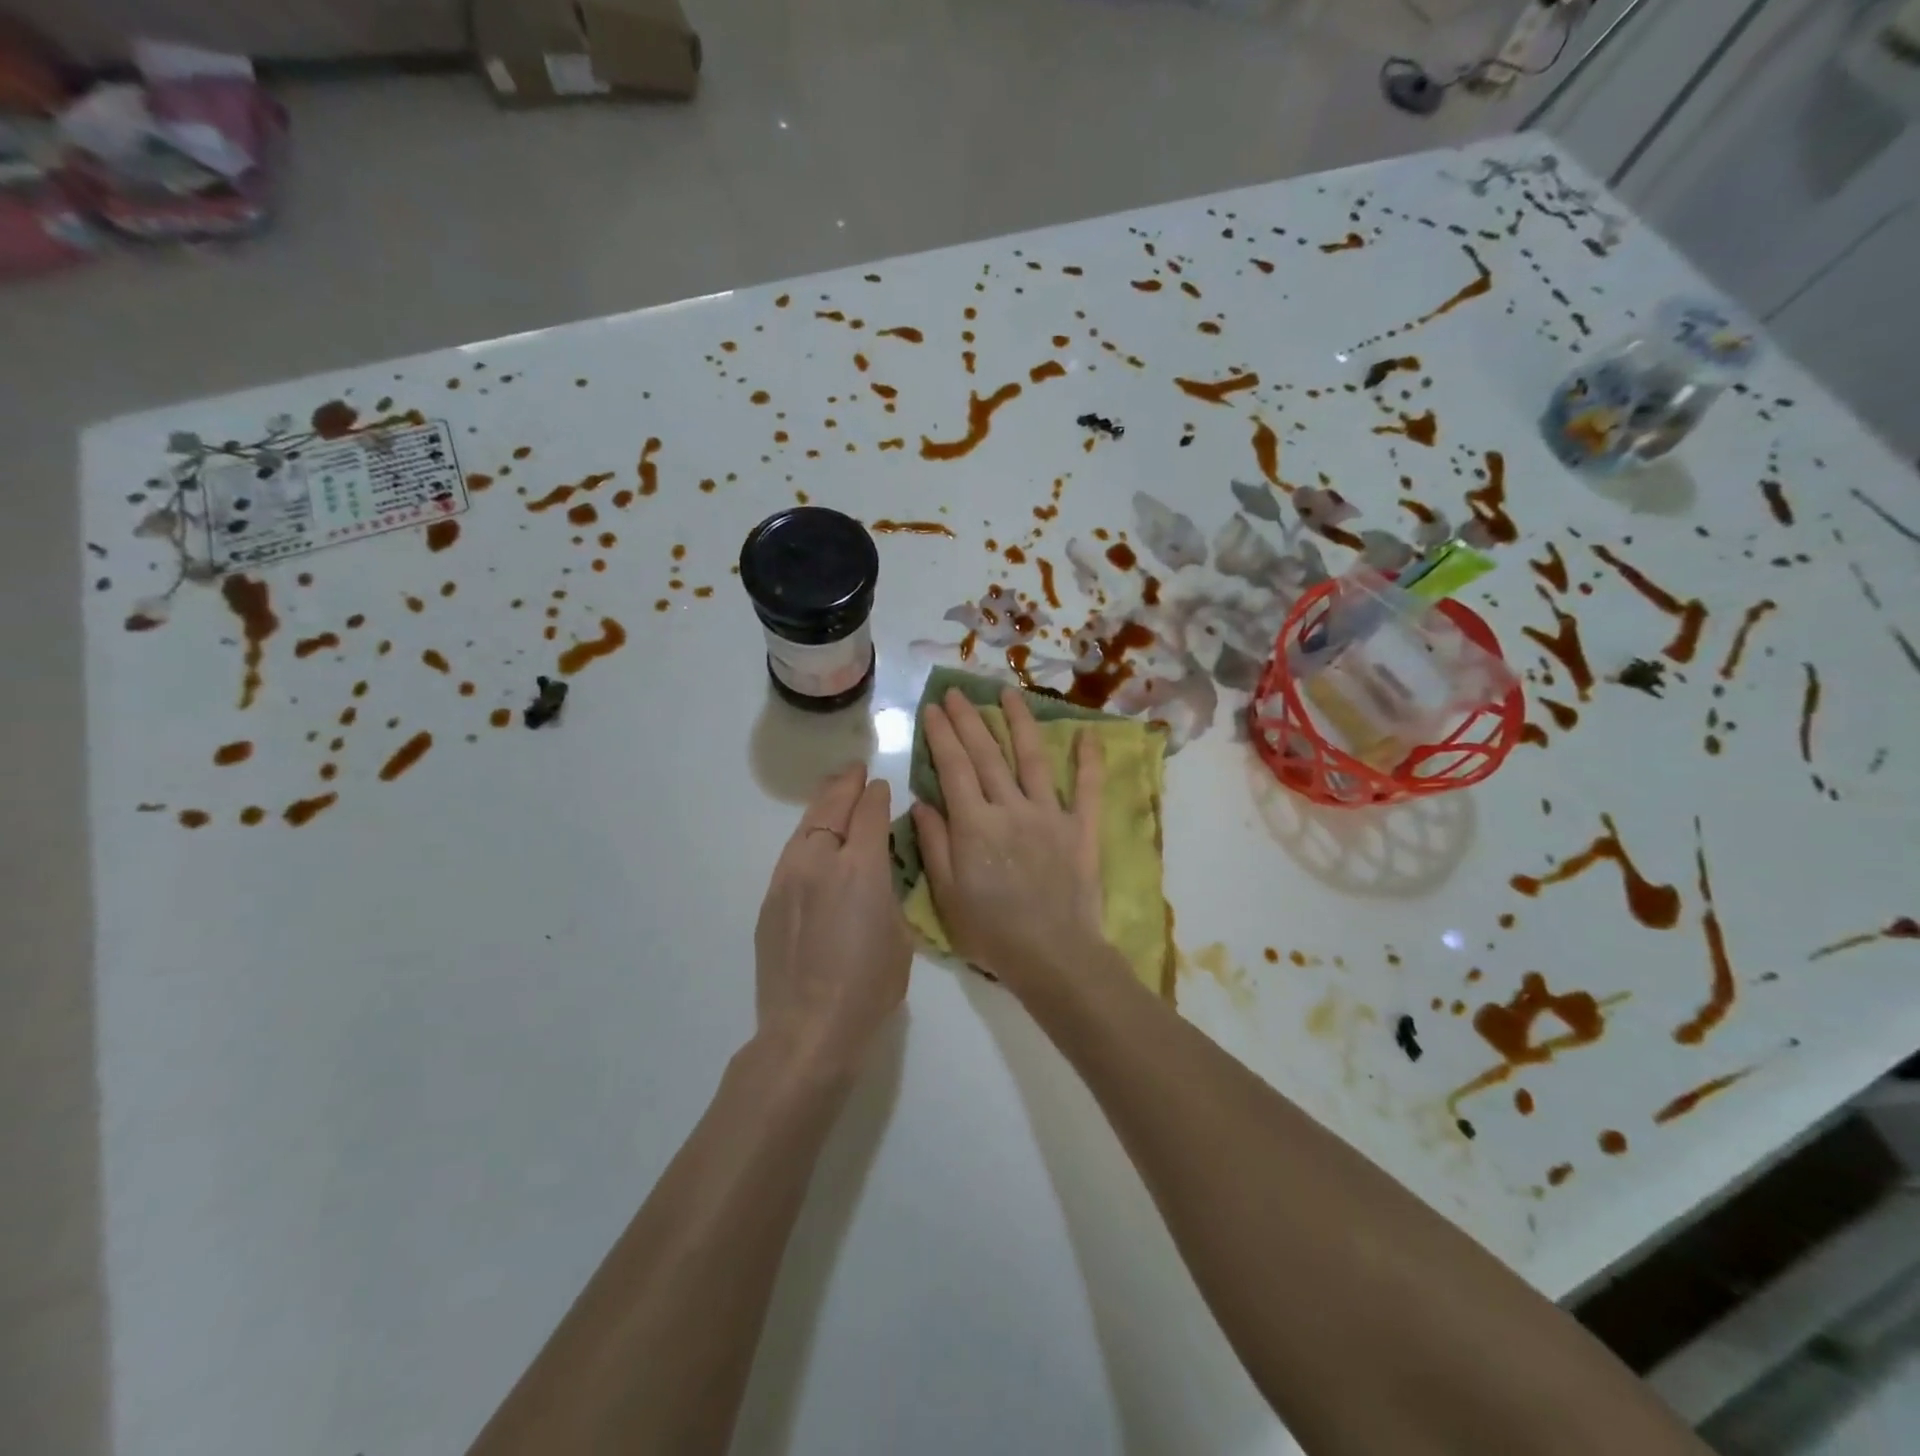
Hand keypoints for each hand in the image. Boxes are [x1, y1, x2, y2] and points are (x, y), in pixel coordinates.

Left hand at [754, 764, 910, 1078]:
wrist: (808, 1029)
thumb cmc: (869, 986)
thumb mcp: (899, 935)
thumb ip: (889, 891)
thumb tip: (878, 868)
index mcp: (860, 868)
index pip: (869, 813)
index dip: (876, 795)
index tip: (881, 786)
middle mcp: (819, 862)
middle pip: (831, 809)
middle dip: (845, 786)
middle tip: (854, 771)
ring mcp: (788, 879)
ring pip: (805, 827)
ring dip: (821, 806)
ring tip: (833, 793)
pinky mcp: (770, 900)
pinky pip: (791, 855)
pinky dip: (807, 837)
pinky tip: (814, 842)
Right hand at [911, 688, 1106, 991]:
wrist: (1052, 956)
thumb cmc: (991, 932)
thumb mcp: (946, 894)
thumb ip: (935, 843)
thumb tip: (922, 802)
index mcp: (974, 824)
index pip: (953, 767)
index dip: (942, 735)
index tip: (933, 709)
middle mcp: (1011, 808)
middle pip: (987, 754)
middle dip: (969, 719)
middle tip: (957, 691)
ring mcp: (1050, 814)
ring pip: (1033, 758)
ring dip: (1020, 722)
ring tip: (1008, 693)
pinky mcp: (1081, 828)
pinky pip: (1089, 788)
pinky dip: (1089, 760)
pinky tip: (1088, 733)